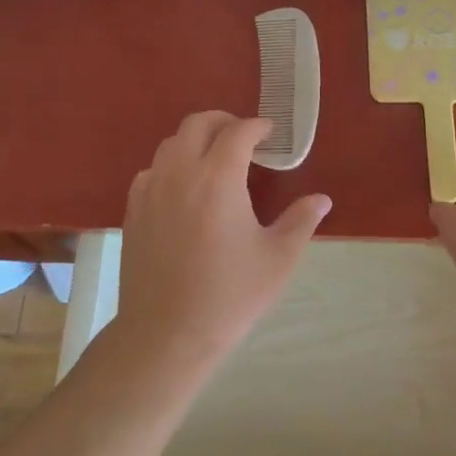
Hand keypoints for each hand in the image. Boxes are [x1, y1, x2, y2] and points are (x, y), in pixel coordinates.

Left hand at [113, 111, 331, 369]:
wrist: (167, 334)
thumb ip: (301, 221)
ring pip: (170, 144)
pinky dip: (171, 165)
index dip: (257, 126)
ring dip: (195, 140)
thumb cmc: (230, 295)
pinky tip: (184, 188)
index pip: (238, 132)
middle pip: (197, 124)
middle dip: (224, 121)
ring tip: (214, 158)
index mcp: (218, 178)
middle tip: (244, 136)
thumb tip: (321, 199)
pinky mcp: (133, 210)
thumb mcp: (278, 259)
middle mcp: (181, 173)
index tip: (270, 133)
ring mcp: (151, 190)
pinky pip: (152, 170)